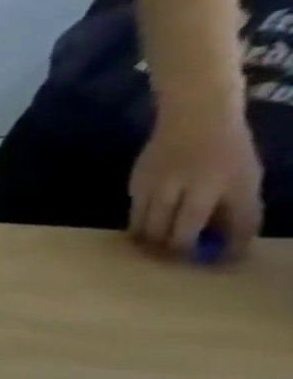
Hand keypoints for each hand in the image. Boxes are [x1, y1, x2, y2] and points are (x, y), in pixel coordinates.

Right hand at [128, 105, 262, 256]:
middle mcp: (181, 188)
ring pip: (144, 228)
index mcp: (215, 185)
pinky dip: (141, 224)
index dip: (208, 247)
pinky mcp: (134, 185)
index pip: (202, 226)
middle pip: (166, 232)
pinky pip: (136, 213)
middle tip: (175, 260)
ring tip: (156, 249)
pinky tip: (149, 225)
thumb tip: (228, 244)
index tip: (211, 263)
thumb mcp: (244, 177)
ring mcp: (153, 186)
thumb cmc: (227, 148)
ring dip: (150, 242)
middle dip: (171, 250)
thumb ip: (237, 210)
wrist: (194, 116)